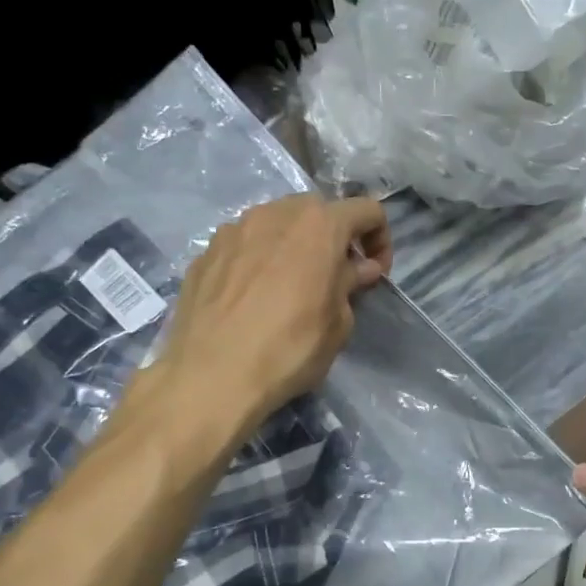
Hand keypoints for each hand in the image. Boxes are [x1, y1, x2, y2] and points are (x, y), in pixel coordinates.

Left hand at [158, 193, 391, 430]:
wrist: (211, 375)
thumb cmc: (289, 349)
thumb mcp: (338, 324)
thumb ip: (350, 285)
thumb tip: (358, 269)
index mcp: (319, 226)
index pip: (366, 210)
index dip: (380, 239)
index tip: (374, 273)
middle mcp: (276, 213)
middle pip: (317, 211)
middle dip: (334, 238)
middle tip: (335, 277)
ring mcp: (235, 228)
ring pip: (277, 224)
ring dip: (294, 245)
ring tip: (292, 285)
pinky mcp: (206, 251)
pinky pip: (245, 244)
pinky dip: (259, 260)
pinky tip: (254, 297)